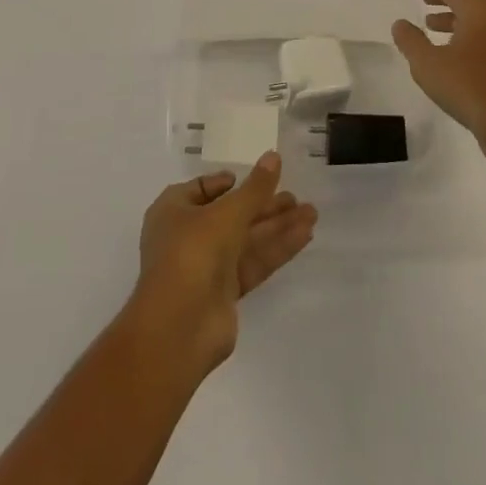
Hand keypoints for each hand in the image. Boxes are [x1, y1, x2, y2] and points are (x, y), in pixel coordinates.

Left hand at [129, 153, 316, 374]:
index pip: (202, 190)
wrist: (178, 328)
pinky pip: (253, 263)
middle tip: (296, 197)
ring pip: (247, 239)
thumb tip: (274, 156)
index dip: (226, 183)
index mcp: (174, 211)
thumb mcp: (226, 212)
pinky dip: (277, 249)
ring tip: (311, 213)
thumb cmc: (192, 253)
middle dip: (264, 205)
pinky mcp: (225, 294)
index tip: (254, 178)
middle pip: (232, 214)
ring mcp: (206, 267)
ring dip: (277, 226)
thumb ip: (255, 188)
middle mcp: (188, 236)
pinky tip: (305, 235)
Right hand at [392, 0, 485, 167]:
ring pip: (478, 18)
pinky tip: (449, 53)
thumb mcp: (428, 64)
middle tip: (423, 0)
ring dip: (454, 17)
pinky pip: (484, 35)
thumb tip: (400, 24)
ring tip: (430, 25)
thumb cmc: (469, 88)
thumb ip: (411, 41)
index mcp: (479, 11)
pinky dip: (464, 34)